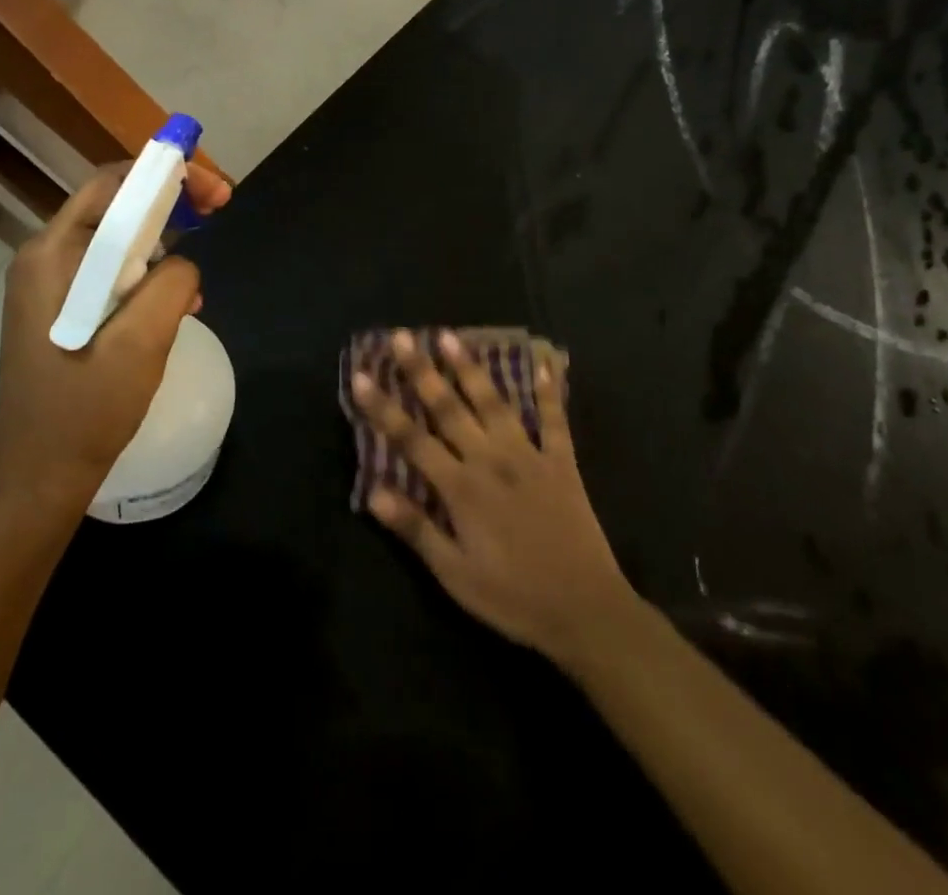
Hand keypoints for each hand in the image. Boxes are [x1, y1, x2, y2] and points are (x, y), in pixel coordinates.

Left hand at [0, 161, 231, 505]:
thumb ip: (171, 283)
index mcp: (53, 255)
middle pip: (115, 206)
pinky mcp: (61, 308)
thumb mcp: (141, 343)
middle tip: (219, 210)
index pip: (113, 185)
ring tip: (198, 273)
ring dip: (163, 243)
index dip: (167, 174)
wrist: (39, 475)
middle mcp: (45, 257)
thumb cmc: (86, 409)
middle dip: (171, 203)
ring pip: (117, 240)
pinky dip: (147, 275)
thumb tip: (183, 261)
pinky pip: (111, 272)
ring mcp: (50, 284)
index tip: (216, 190)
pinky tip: (178, 304)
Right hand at [352, 330, 634, 667]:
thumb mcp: (455, 575)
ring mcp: (528, 456)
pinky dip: (549, 391)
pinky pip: (554, 420)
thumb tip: (373, 492)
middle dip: (421, 371)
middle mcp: (491, 460)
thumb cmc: (513, 597)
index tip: (361, 375)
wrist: (586, 610)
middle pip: (448, 408)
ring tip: (450, 337)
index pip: (411, 439)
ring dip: (470, 368)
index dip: (383, 407)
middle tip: (401, 337)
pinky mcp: (562, 462)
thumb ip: (416, 529)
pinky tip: (544, 364)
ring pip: (493, 402)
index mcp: (461, 488)